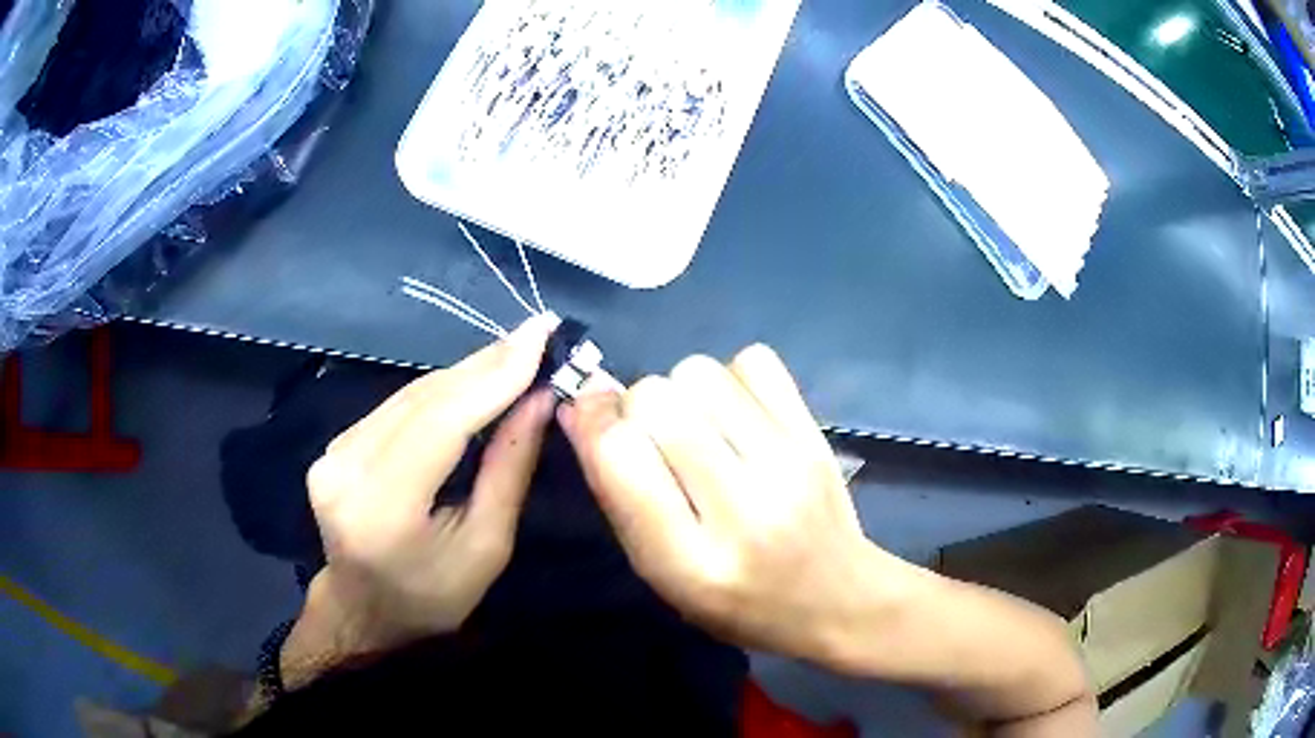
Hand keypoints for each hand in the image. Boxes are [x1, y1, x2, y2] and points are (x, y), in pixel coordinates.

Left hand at [300, 313, 559, 655]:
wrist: (363, 612)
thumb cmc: (433, 596)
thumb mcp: (487, 546)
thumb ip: (510, 468)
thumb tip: (541, 399)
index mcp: (384, 507)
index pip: (441, 422)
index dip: (493, 374)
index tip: (541, 333)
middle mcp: (347, 469)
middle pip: (424, 398)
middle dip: (485, 364)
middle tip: (536, 333)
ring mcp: (333, 454)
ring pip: (409, 395)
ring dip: (464, 373)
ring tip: (515, 352)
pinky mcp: (333, 446)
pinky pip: (394, 407)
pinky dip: (438, 392)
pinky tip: (471, 381)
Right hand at [559, 345, 916, 664]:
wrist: (836, 597)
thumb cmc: (735, 601)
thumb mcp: (660, 573)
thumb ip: (617, 495)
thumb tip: (580, 405)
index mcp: (689, 559)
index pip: (620, 454)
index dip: (593, 421)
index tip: (590, 416)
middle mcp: (740, 507)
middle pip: (655, 399)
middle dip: (636, 407)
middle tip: (654, 437)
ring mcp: (786, 463)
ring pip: (698, 371)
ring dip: (681, 390)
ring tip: (697, 426)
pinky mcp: (814, 434)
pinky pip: (753, 361)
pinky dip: (732, 378)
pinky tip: (736, 414)